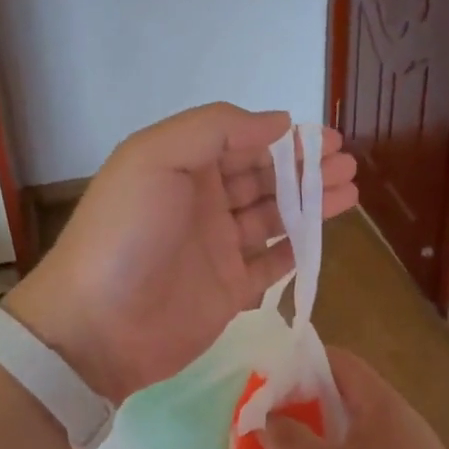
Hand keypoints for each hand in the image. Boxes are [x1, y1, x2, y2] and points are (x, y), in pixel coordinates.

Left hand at [4, 103, 357, 402]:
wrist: (97, 326)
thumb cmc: (125, 233)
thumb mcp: (156, 157)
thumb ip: (215, 129)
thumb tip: (277, 122)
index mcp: (181, 165)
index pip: (240, 142)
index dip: (283, 139)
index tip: (325, 139)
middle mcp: (201, 202)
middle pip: (263, 178)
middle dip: (305, 169)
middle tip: (347, 165)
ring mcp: (216, 248)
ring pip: (274, 217)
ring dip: (311, 203)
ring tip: (351, 191)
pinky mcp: (229, 290)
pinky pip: (272, 263)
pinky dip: (299, 247)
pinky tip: (325, 233)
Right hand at [260, 347, 448, 448]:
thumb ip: (290, 443)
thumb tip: (263, 418)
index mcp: (376, 400)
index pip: (335, 359)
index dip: (299, 362)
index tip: (267, 381)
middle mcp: (393, 414)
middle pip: (342, 393)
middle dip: (303, 404)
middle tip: (267, 422)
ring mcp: (406, 446)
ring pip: (353, 428)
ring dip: (320, 437)